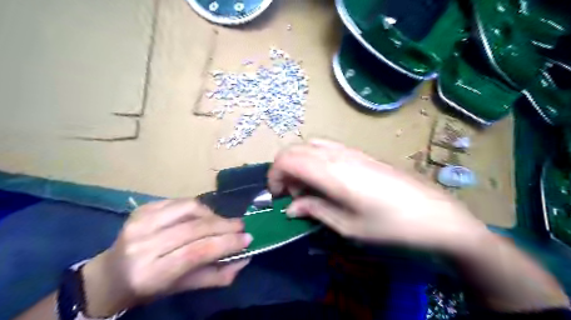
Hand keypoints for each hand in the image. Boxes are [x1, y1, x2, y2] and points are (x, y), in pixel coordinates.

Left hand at [81, 199, 250, 316]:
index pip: (196, 253)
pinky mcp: (141, 209)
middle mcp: (142, 246)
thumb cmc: (148, 287)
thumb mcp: (182, 288)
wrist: (109, 275)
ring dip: (213, 214)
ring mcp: (139, 223)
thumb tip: (245, 259)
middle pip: (195, 228)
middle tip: (242, 226)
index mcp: (150, 274)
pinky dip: (199, 207)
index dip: (226, 243)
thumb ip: (216, 276)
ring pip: (190, 209)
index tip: (247, 238)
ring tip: (223, 222)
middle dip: (225, 226)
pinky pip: (180, 201)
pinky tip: (204, 216)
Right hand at [268, 140, 484, 249]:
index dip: (274, 175)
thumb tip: (292, 208)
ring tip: (307, 188)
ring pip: (309, 145)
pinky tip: (325, 180)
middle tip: (291, 194)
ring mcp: (350, 151)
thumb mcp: (348, 226)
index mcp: (331, 172)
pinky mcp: (360, 153)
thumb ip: (315, 211)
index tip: (278, 196)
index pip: (287, 159)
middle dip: (283, 169)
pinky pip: (326, 148)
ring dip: (299, 163)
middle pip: (295, 148)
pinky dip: (314, 159)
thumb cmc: (391, 225)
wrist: (435, 214)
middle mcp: (337, 155)